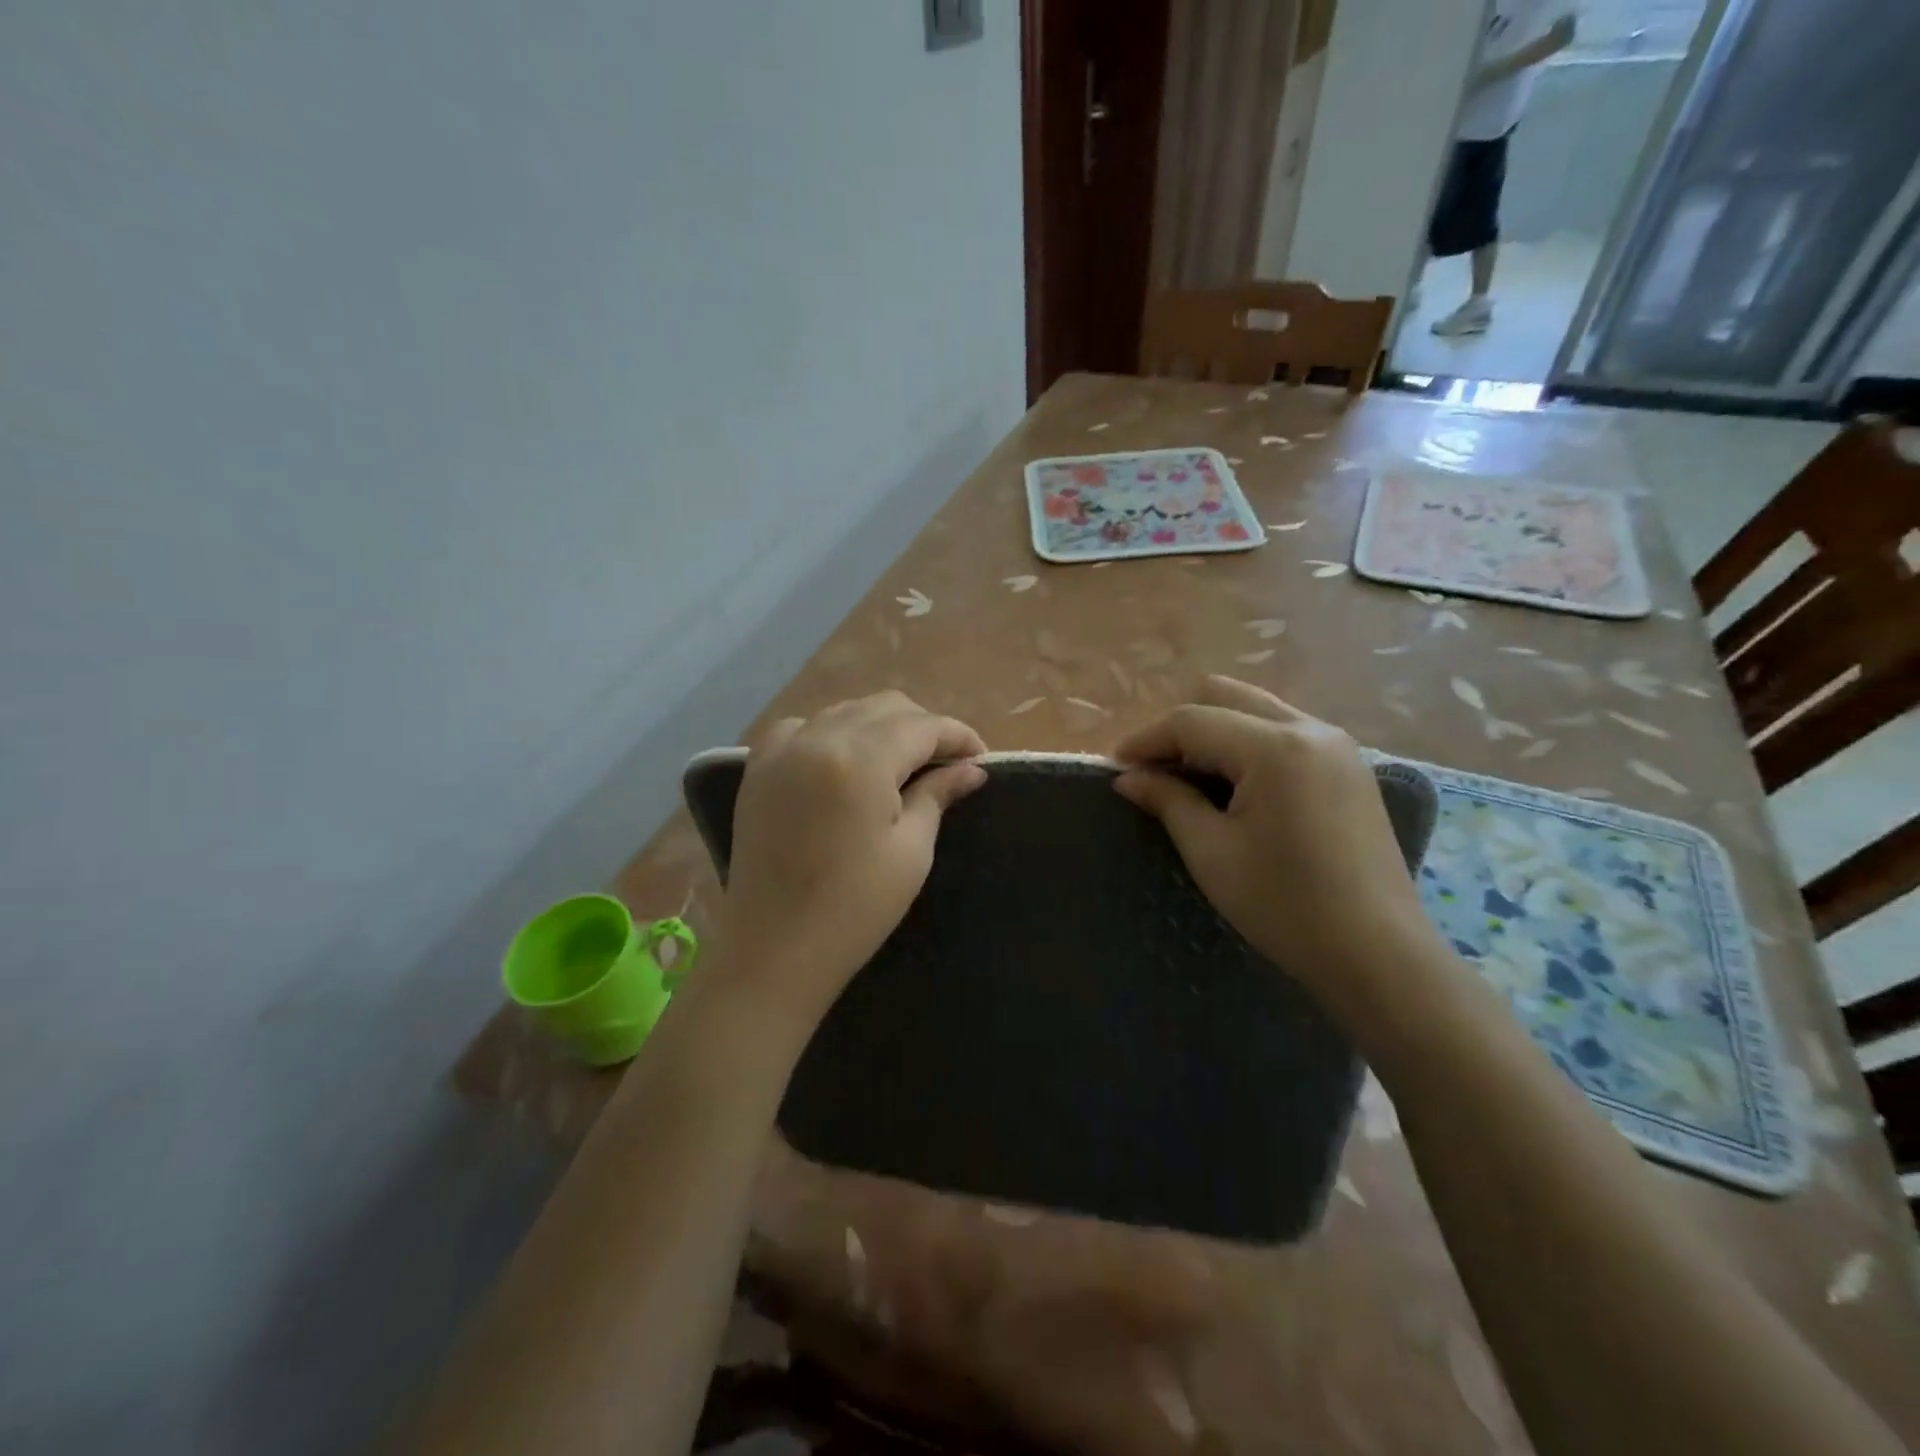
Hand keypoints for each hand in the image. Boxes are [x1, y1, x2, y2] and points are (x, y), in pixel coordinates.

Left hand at [718, 692, 986, 1025]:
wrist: (774, 949)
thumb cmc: (855, 908)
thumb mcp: (910, 850)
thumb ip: (938, 795)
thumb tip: (972, 768)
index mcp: (861, 759)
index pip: (923, 726)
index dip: (958, 736)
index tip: (981, 757)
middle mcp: (819, 738)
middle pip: (886, 707)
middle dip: (923, 727)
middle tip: (946, 763)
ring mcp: (783, 750)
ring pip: (846, 710)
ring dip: (881, 726)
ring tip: (901, 762)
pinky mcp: (759, 767)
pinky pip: (803, 726)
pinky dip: (832, 732)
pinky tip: (844, 760)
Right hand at [1111, 677, 1441, 1017]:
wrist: (1378, 955)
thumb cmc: (1285, 906)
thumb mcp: (1211, 852)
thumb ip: (1167, 801)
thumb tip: (1128, 777)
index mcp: (1276, 747)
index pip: (1193, 721)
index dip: (1147, 740)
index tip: (1116, 767)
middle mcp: (1310, 729)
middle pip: (1226, 696)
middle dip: (1180, 728)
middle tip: (1154, 771)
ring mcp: (1337, 746)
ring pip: (1256, 710)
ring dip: (1214, 734)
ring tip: (1189, 780)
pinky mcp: (1349, 767)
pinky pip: (1284, 733)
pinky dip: (1247, 746)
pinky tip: (1234, 788)